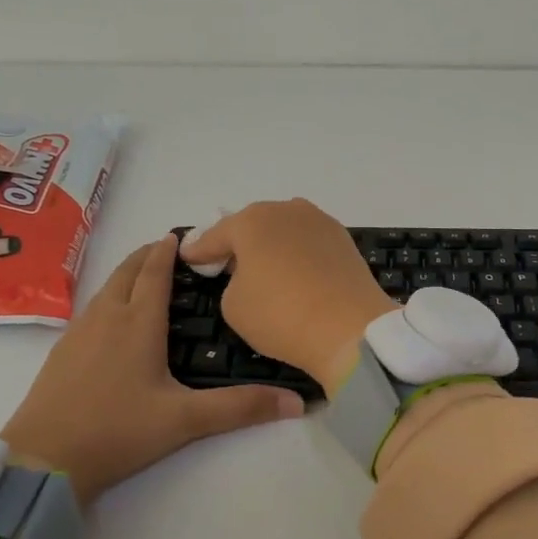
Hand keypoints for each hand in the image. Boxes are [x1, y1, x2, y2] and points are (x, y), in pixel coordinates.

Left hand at [0, 235, 304, 504]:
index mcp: (138, 323)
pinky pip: (92, 309)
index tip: (183, 234)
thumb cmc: (117, 430)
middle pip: (127, 271)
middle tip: (170, 250)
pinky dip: (110, 297)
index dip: (169, 250)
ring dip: (128, 275)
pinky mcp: (61, 352)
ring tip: (147, 278)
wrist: (41, 461)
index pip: (155, 273)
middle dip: (148, 255)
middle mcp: (107, 317)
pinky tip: (115, 320)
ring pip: (106, 288)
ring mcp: (79, 333)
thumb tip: (299, 402)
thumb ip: (240, 408)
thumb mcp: (184, 420)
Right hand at [179, 199, 397, 391]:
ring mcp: (319, 222)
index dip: (199, 250)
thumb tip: (249, 275)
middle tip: (225, 263)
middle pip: (253, 225)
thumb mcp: (233, 304)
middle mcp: (286, 210)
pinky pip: (308, 242)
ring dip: (271, 244)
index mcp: (252, 221)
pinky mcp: (343, 239)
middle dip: (238, 242)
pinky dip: (296, 253)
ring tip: (262, 266)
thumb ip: (232, 281)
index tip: (188, 256)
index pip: (216, 235)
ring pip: (284, 230)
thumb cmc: (280, 315)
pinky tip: (293, 270)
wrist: (349, 328)